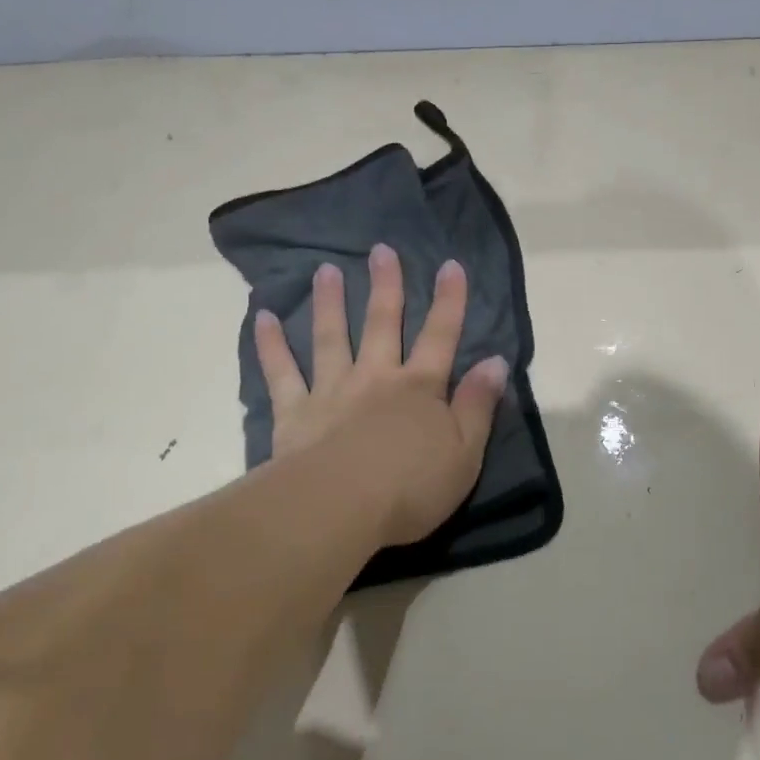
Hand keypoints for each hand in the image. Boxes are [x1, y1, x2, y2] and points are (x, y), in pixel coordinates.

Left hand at [254, 244, 508, 547]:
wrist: (340, 509)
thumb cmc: (411, 487)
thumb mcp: (465, 452)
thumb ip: (478, 405)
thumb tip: (496, 361)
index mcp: (419, 388)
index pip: (441, 336)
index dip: (449, 301)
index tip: (450, 265)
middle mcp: (376, 378)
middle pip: (382, 324)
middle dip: (386, 286)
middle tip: (382, 250)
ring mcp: (332, 391)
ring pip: (331, 338)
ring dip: (329, 303)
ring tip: (325, 270)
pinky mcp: (295, 413)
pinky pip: (281, 373)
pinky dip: (271, 345)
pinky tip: (262, 318)